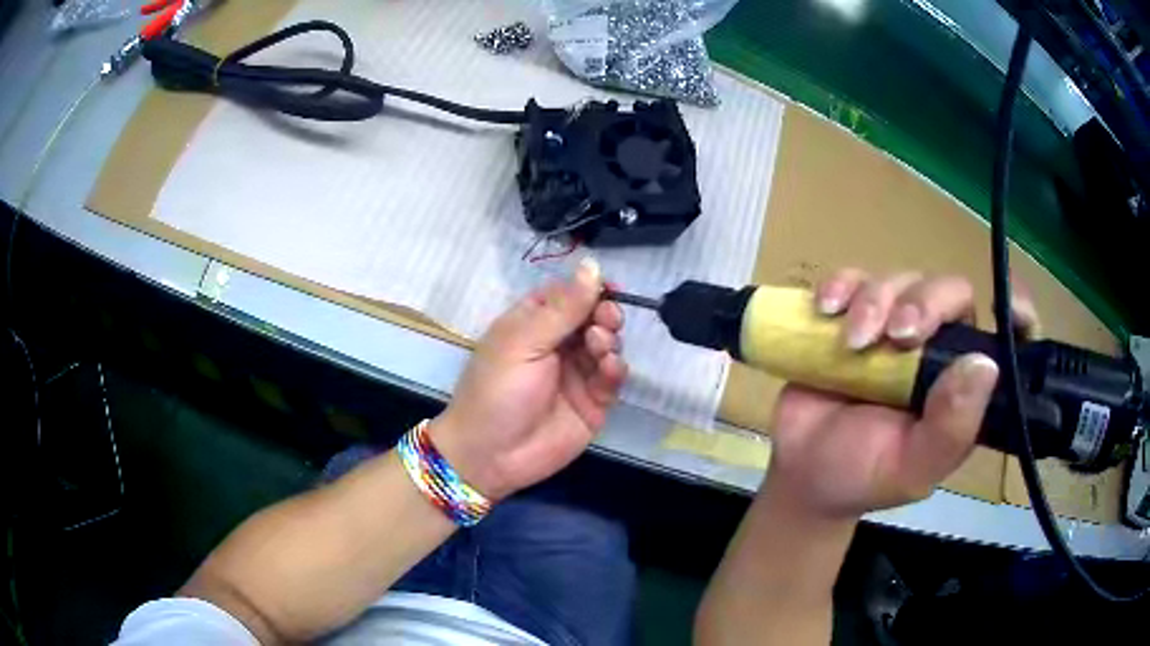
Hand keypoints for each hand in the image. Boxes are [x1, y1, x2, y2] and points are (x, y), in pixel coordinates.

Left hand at [431, 258, 626, 499]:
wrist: (491, 455)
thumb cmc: (497, 391)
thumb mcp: (523, 343)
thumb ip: (562, 308)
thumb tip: (592, 266)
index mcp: (533, 322)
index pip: (569, 293)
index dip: (590, 287)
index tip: (610, 288)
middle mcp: (558, 343)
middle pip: (593, 316)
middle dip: (604, 313)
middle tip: (606, 320)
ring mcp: (577, 373)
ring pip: (607, 343)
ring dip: (609, 339)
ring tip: (598, 347)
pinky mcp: (594, 401)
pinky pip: (613, 376)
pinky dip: (616, 368)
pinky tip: (609, 367)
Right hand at [767, 270, 1036, 519]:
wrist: (799, 469)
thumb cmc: (861, 474)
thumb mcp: (911, 468)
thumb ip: (951, 429)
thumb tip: (984, 364)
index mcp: (962, 384)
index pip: (1005, 337)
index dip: (1016, 313)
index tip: (1008, 310)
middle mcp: (936, 347)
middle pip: (949, 291)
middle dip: (925, 302)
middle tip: (895, 336)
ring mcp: (894, 326)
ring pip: (902, 278)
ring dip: (876, 300)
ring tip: (851, 341)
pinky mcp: (854, 314)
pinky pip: (854, 277)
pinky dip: (842, 284)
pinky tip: (828, 308)